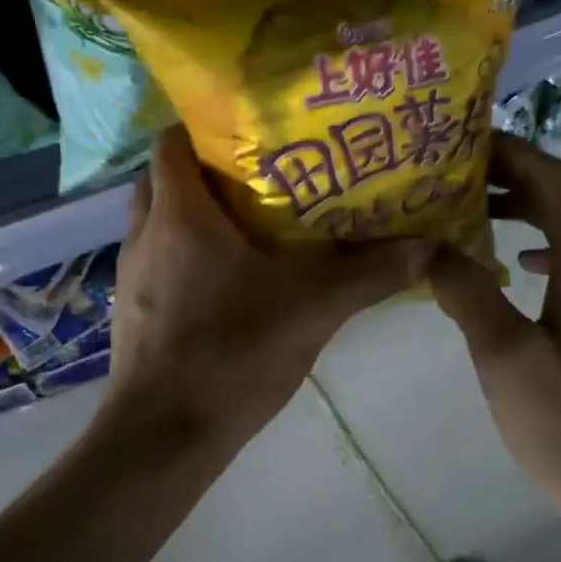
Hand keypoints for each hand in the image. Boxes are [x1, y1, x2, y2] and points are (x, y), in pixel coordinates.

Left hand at [107, 127, 428, 443]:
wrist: (163, 436)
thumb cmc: (231, 355)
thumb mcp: (311, 311)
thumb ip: (368, 275)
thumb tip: (427, 248)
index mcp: (180, 214)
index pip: (173, 139)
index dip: (208, 125)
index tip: (254, 131)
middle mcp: (145, 233)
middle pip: (167, 177)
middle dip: (209, 170)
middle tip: (264, 176)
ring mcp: (133, 274)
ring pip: (160, 221)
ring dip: (197, 215)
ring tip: (254, 223)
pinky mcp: (135, 310)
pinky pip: (160, 261)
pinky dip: (187, 255)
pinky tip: (229, 280)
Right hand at [428, 135, 560, 524]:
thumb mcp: (504, 355)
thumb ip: (466, 290)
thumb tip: (430, 246)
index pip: (554, 181)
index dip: (511, 153)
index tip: (461, 141)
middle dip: (511, 179)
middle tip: (452, 176)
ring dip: (523, 214)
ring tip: (469, 214)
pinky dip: (537, 253)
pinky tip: (509, 272)